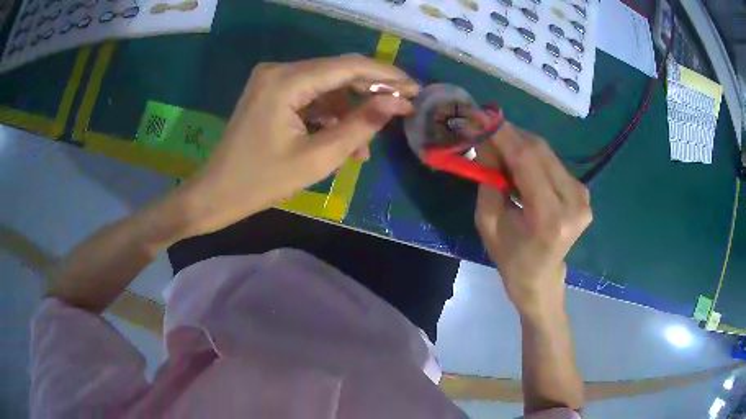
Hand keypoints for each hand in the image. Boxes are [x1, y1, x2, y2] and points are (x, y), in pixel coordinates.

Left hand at [174, 55, 417, 236]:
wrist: (216, 194)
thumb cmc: (261, 182)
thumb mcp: (317, 158)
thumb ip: (360, 126)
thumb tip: (395, 103)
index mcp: (286, 81)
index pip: (347, 67)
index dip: (385, 76)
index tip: (414, 89)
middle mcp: (279, 71)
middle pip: (337, 72)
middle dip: (371, 91)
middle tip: (401, 109)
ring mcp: (272, 81)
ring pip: (325, 87)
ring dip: (349, 111)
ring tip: (365, 147)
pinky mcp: (271, 94)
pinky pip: (309, 98)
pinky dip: (328, 116)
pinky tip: (342, 141)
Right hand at [474, 123, 591, 317]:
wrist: (540, 278)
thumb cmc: (510, 257)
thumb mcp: (488, 222)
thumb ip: (488, 179)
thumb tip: (485, 141)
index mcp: (549, 218)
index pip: (527, 161)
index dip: (503, 134)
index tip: (481, 116)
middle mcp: (573, 203)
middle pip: (540, 151)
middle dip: (510, 135)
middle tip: (485, 129)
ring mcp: (582, 197)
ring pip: (547, 153)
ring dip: (520, 144)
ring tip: (499, 149)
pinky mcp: (583, 192)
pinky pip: (553, 162)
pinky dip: (533, 156)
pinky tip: (519, 163)